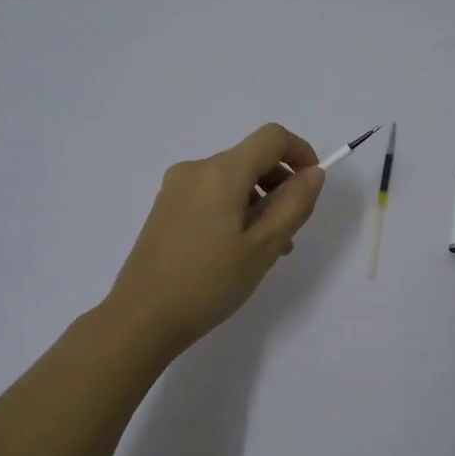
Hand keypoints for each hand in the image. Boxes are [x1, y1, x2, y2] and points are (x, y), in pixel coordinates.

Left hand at [107, 124, 326, 352]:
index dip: (300, 152)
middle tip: (291, 231)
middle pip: (251, 158)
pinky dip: (234, 210)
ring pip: (232, 180)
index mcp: (221, 172)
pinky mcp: (165, 208)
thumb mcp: (263, 246)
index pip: (272, 137)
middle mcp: (196, 169)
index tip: (312, 185)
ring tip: (266, 250)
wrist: (142, 317)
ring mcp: (175, 188)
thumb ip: (293, 204)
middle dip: (280, 185)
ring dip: (258, 202)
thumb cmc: (209, 282)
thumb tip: (312, 173)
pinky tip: (236, 251)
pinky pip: (211, 195)